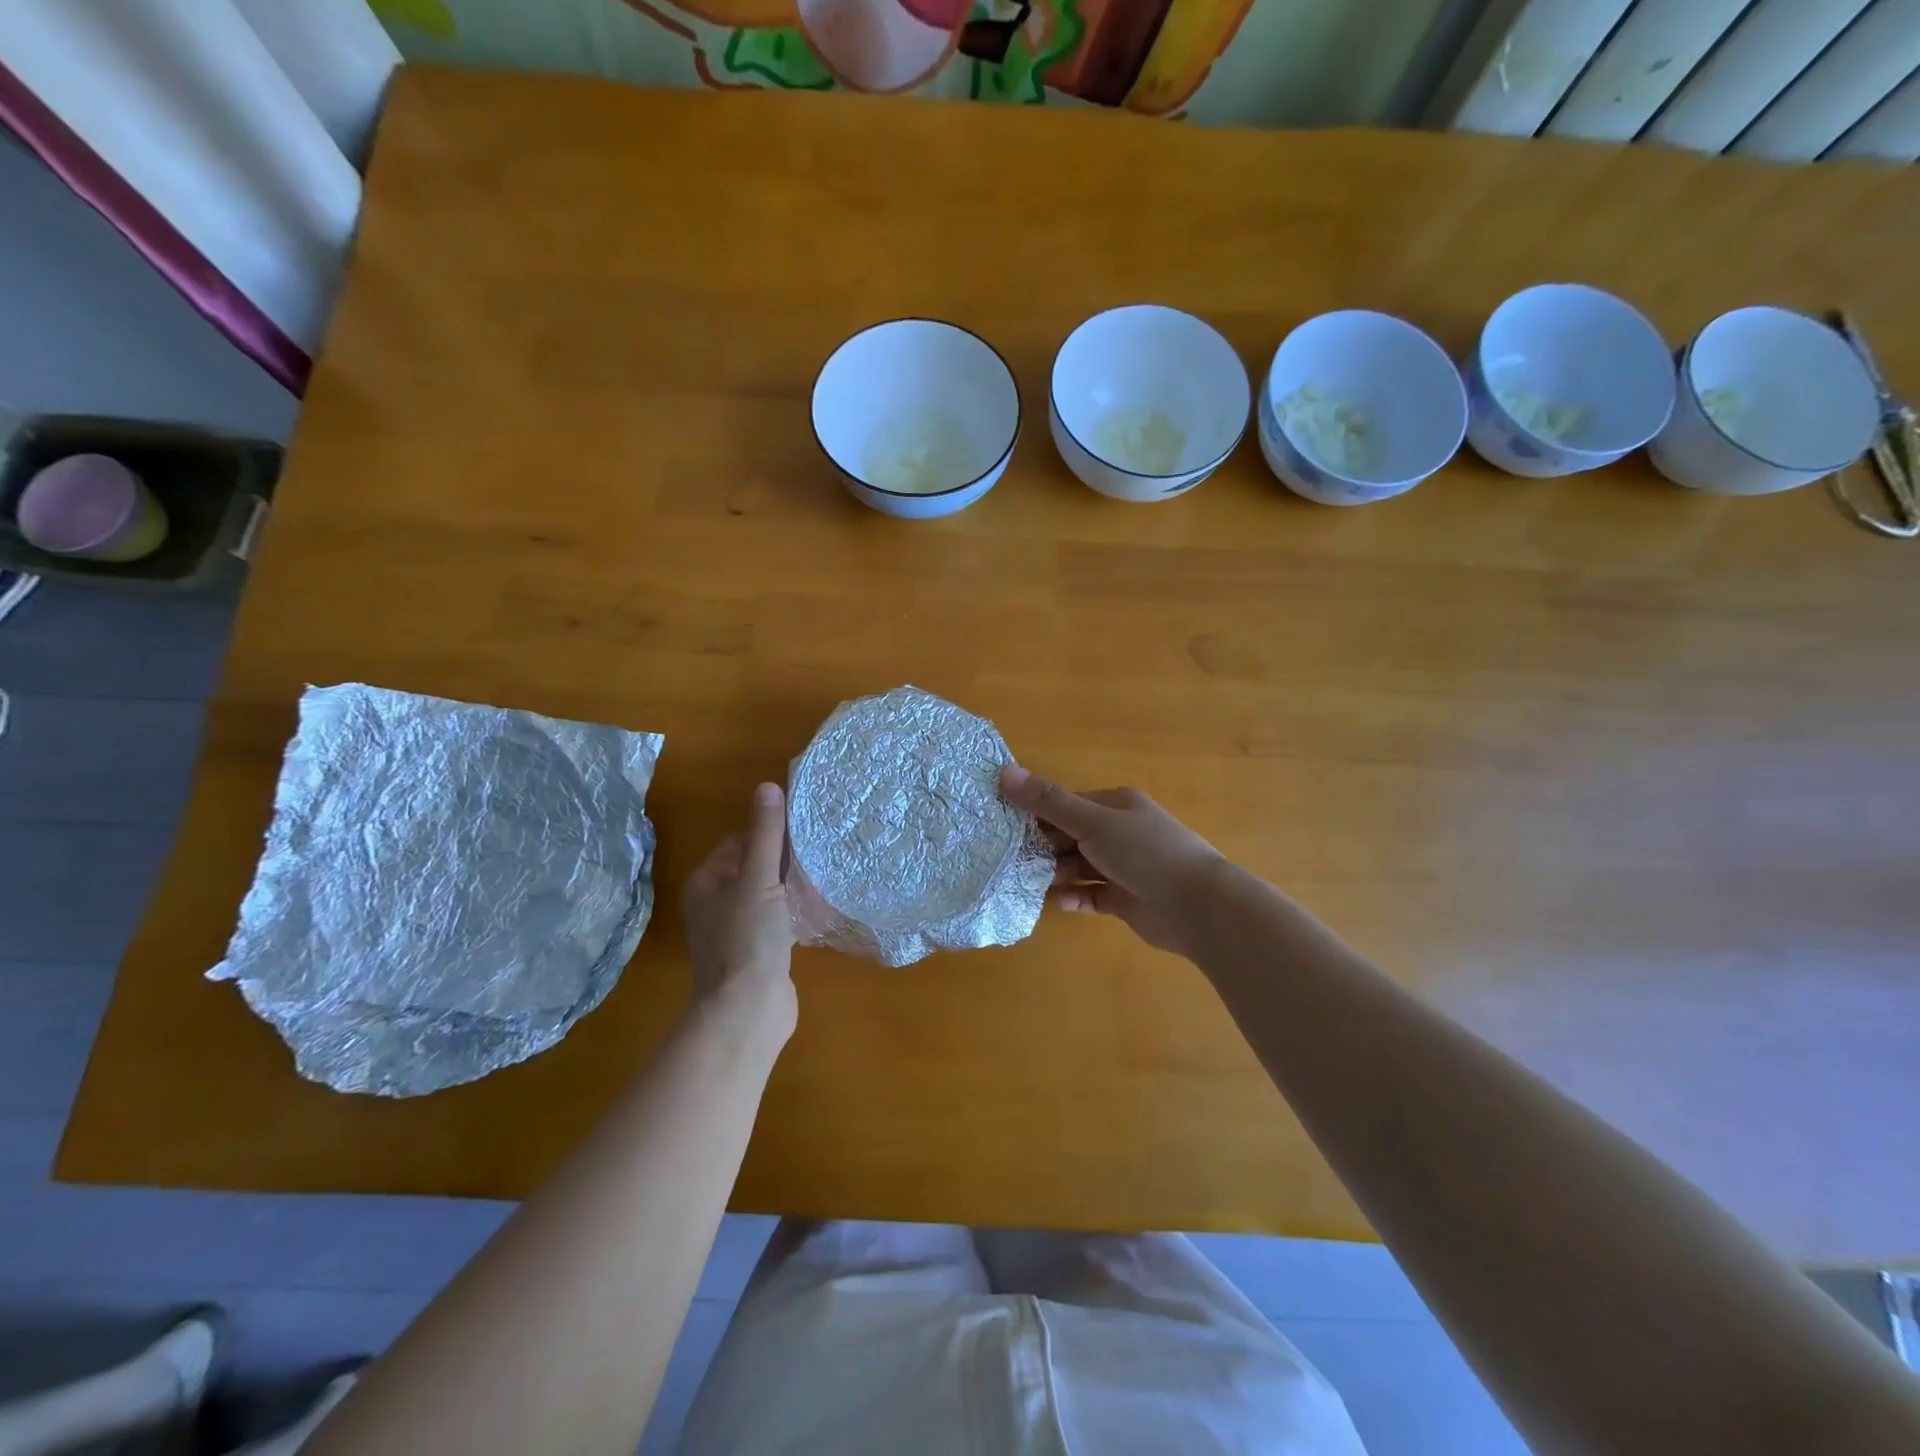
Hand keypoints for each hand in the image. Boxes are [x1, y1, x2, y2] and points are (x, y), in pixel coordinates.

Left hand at [681, 783, 796, 1034]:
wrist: (748, 1010)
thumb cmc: (748, 938)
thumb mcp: (759, 879)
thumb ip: (766, 835)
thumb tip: (767, 787)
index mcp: (706, 883)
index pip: (739, 842)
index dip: (769, 835)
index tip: (801, 832)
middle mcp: (715, 905)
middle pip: (753, 868)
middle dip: (784, 861)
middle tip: (818, 852)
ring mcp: (735, 932)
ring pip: (766, 895)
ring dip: (791, 887)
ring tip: (823, 875)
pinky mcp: (756, 954)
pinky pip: (777, 921)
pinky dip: (794, 913)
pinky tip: (818, 910)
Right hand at [1000, 765, 1226, 958]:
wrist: (1198, 907)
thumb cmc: (1145, 853)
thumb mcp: (1092, 822)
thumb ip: (1049, 802)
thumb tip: (1005, 772)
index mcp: (1116, 806)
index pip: (1068, 804)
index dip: (1037, 812)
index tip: (1004, 825)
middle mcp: (1120, 832)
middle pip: (1071, 836)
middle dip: (1043, 846)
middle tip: (1008, 858)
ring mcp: (1124, 867)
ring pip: (1080, 866)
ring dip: (1055, 873)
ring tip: (1024, 881)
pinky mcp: (1126, 899)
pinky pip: (1091, 894)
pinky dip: (1073, 897)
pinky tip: (1053, 901)